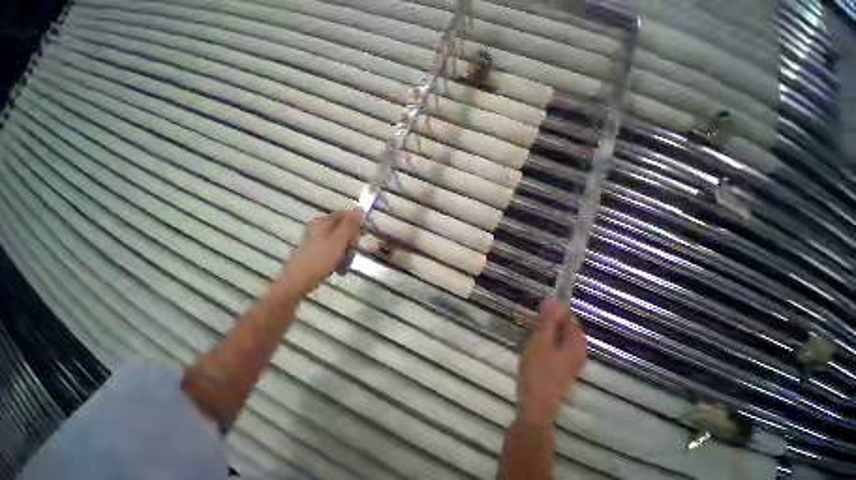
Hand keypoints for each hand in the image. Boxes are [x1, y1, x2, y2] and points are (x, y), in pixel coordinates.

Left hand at [277, 208, 362, 298]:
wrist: (297, 282)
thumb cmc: (320, 260)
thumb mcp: (338, 241)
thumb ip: (350, 225)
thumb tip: (359, 208)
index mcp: (322, 223)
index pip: (343, 214)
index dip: (355, 221)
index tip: (362, 232)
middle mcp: (318, 229)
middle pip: (341, 228)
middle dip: (351, 239)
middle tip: (353, 249)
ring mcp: (316, 242)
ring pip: (339, 241)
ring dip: (346, 251)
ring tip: (346, 262)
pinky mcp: (315, 253)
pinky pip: (333, 251)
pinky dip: (338, 258)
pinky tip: (340, 268)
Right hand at [517, 298, 585, 426]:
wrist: (535, 408)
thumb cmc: (538, 372)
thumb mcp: (540, 341)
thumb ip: (547, 320)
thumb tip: (553, 298)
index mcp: (576, 345)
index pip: (569, 318)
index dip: (552, 311)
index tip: (535, 310)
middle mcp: (576, 353)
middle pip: (562, 328)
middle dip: (544, 321)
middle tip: (525, 318)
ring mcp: (568, 362)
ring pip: (555, 338)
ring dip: (540, 330)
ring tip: (523, 329)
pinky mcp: (559, 369)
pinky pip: (552, 348)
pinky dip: (541, 342)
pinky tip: (528, 344)